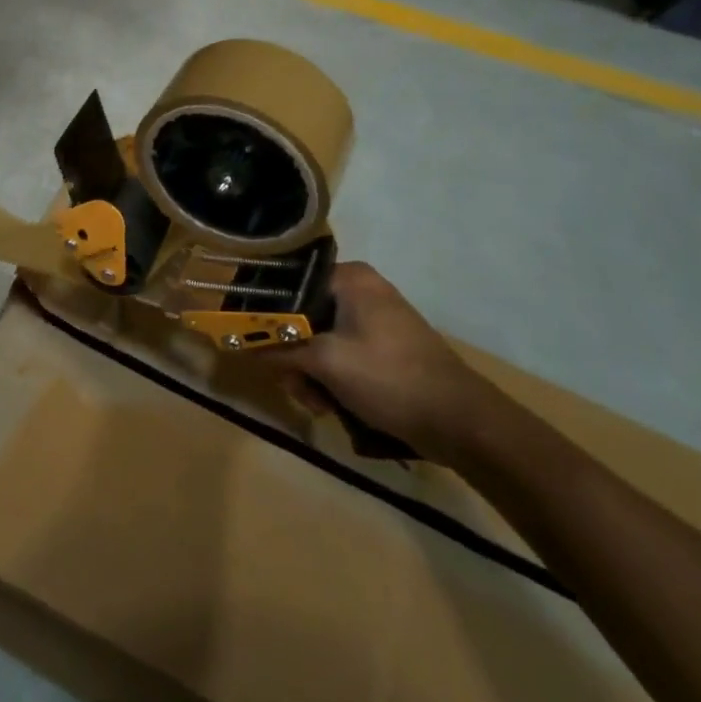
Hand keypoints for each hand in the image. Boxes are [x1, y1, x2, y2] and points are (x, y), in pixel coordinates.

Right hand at [272, 263, 491, 460]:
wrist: (461, 422)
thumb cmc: (388, 377)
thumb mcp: (325, 362)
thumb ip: (278, 349)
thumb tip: (238, 344)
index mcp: (350, 279)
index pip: (289, 284)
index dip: (266, 315)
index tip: (254, 344)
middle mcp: (362, 291)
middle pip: (302, 317)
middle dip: (293, 357)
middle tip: (296, 387)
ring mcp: (375, 321)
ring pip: (320, 342)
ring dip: (311, 375)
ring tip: (319, 405)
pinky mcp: (385, 349)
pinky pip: (342, 356)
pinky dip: (332, 380)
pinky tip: (334, 406)